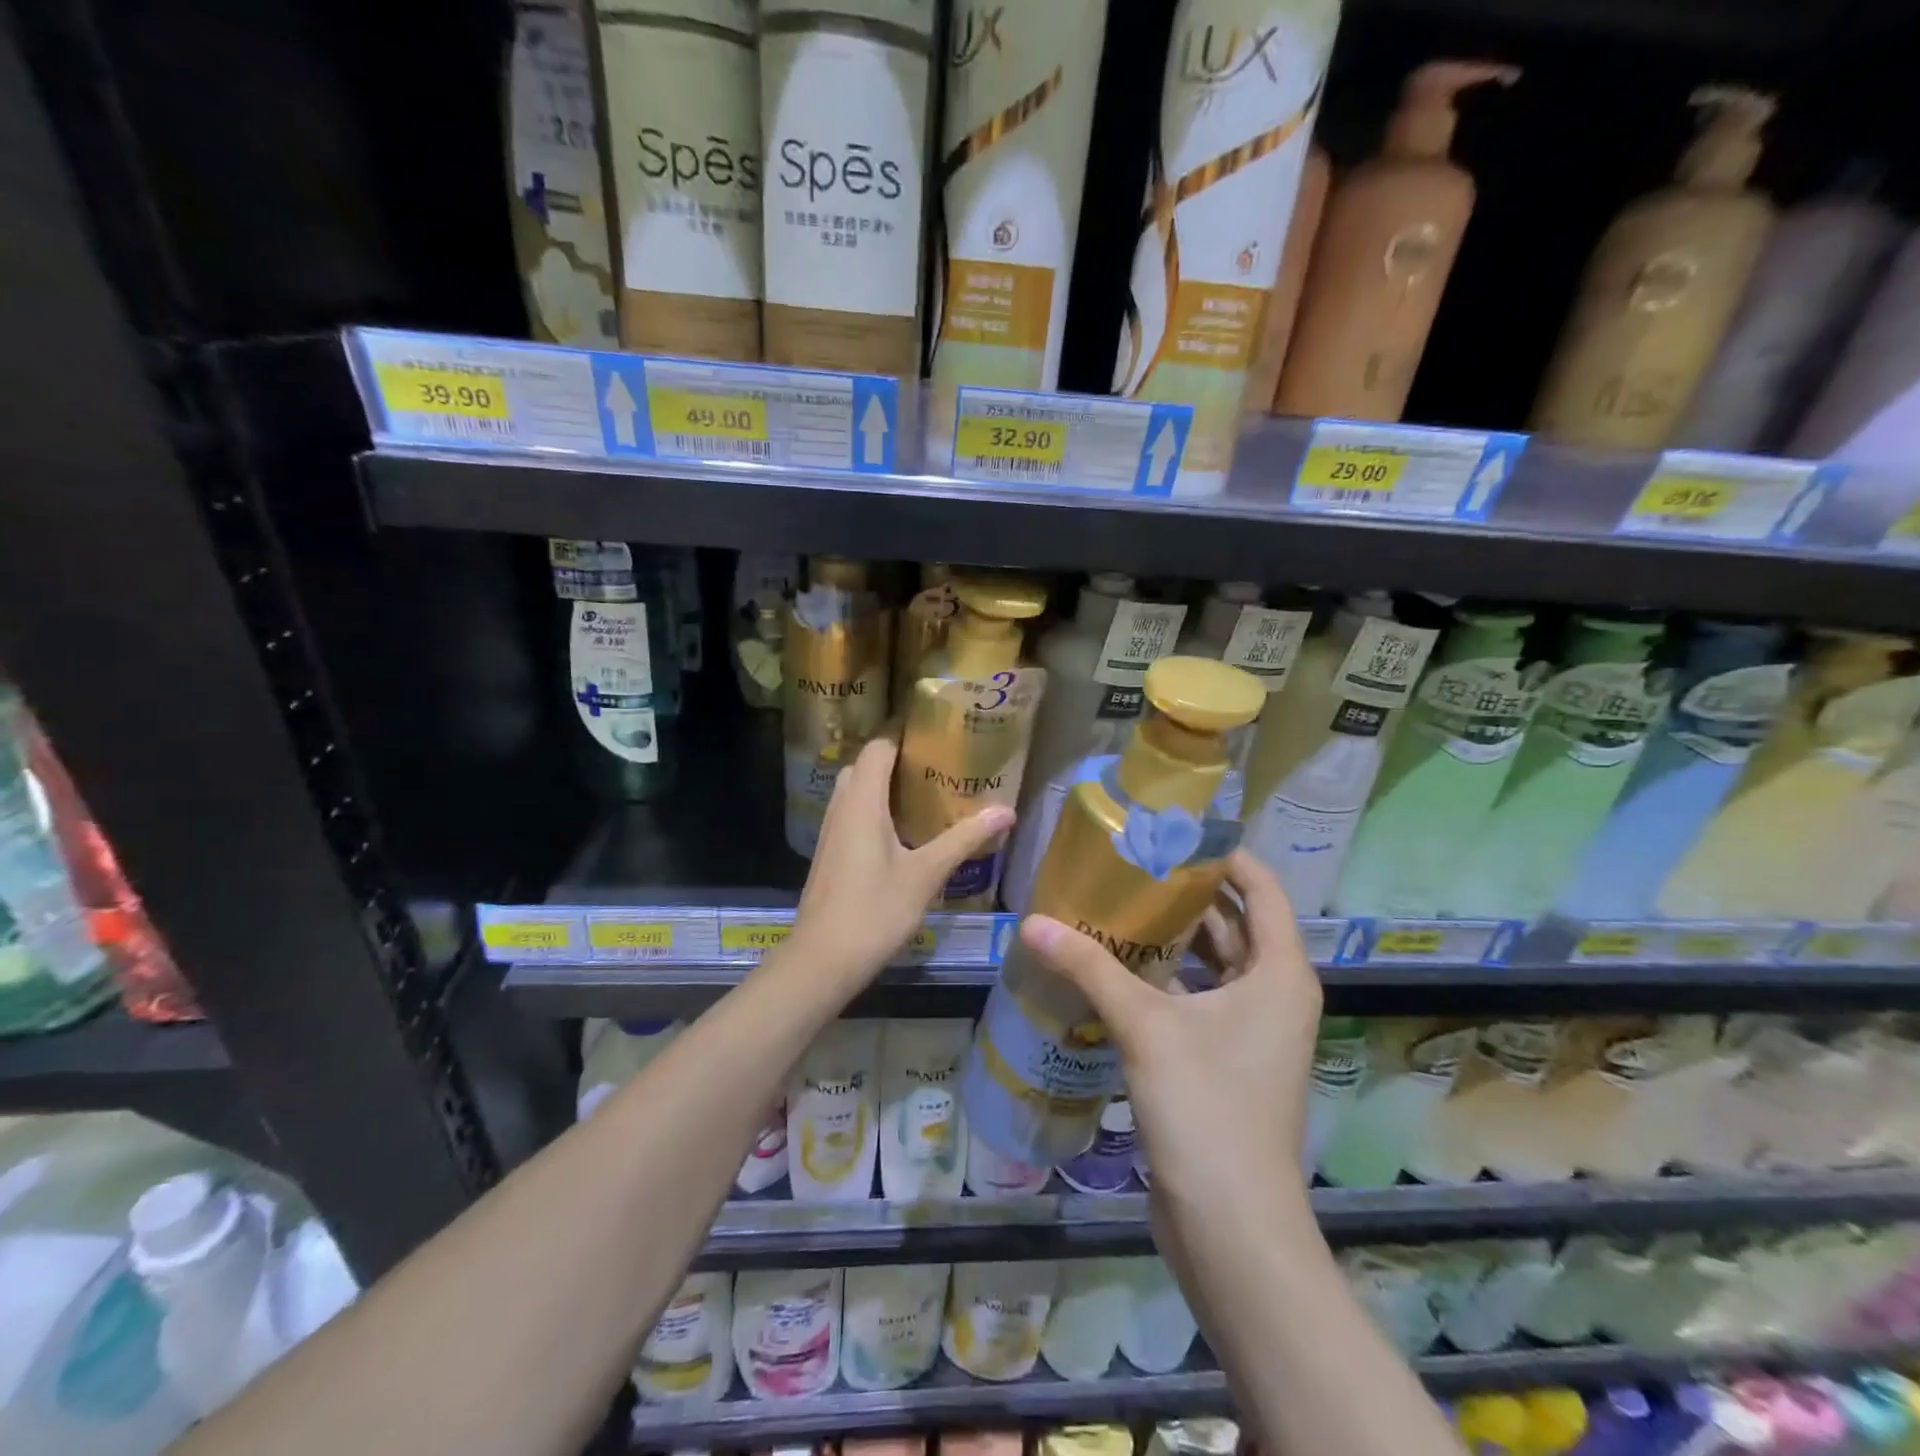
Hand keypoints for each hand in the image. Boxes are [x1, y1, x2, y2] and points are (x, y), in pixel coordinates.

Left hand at [790, 736, 1013, 989]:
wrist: (822, 959)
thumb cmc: (875, 910)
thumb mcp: (926, 874)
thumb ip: (964, 839)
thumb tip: (1006, 811)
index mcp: (863, 802)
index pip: (879, 746)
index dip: (902, 729)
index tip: (935, 724)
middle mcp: (842, 807)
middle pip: (866, 763)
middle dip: (896, 754)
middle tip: (936, 757)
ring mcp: (832, 830)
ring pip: (856, 788)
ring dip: (884, 781)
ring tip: (924, 786)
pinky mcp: (830, 852)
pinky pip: (852, 811)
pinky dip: (875, 805)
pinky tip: (902, 827)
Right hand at [1018, 850, 1320, 1217]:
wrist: (1232, 1228)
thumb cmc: (1207, 1109)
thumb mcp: (1146, 1026)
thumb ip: (1089, 968)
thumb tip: (1032, 922)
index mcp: (1280, 973)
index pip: (1261, 888)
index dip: (1222, 855)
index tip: (1172, 833)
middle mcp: (1274, 995)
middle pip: (1234, 923)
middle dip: (1186, 893)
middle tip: (1130, 864)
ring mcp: (1251, 1032)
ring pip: (1213, 964)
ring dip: (1171, 938)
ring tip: (1115, 905)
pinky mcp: (1225, 1062)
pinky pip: (1196, 1000)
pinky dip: (1163, 980)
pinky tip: (1115, 968)